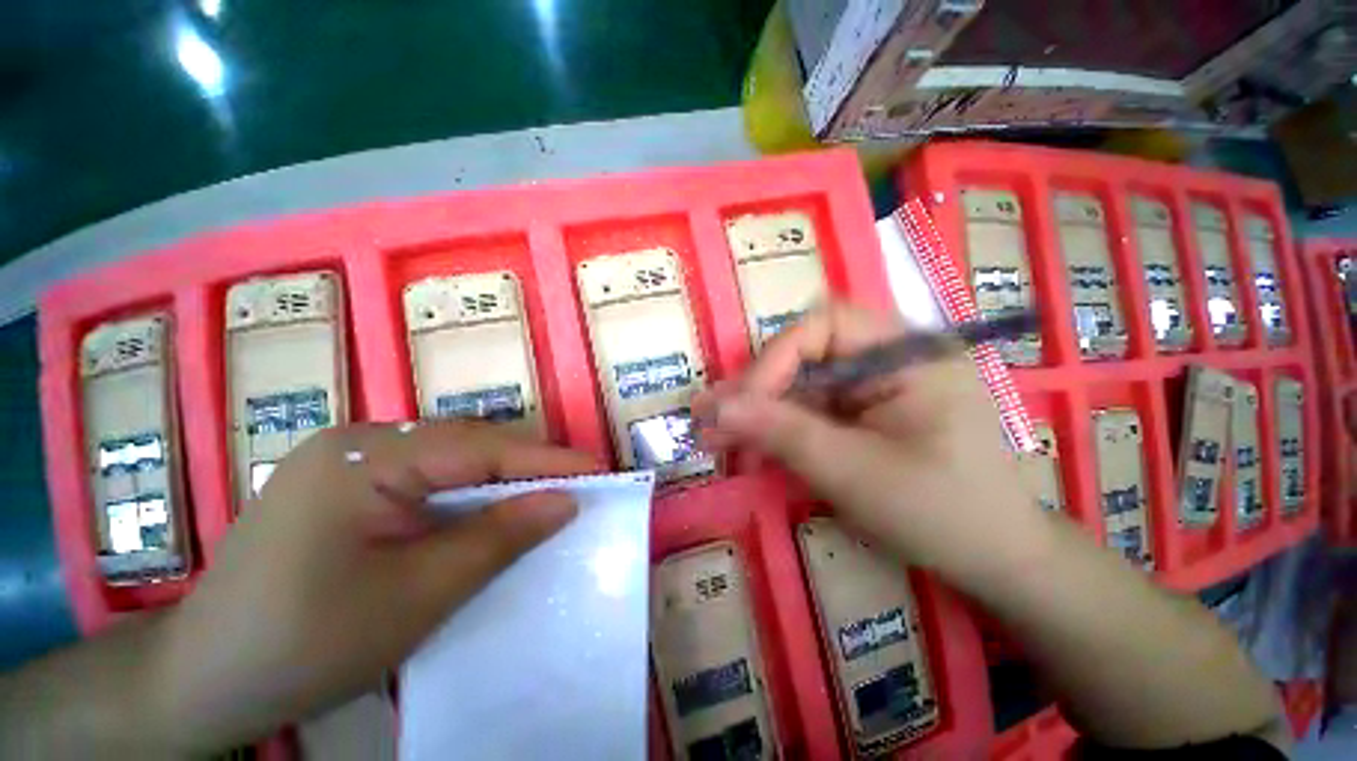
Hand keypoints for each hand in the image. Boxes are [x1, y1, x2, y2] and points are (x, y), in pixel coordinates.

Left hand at [150, 420, 597, 752]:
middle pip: (467, 446)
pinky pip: (426, 478)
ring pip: (450, 460)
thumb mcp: (417, 596)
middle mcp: (359, 441)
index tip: (599, 470)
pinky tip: (486, 514)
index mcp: (366, 456)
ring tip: (544, 498)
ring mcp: (348, 460)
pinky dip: (466, 495)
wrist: (202, 680)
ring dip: (499, 481)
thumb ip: (499, 538)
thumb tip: (566, 502)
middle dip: (526, 468)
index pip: (482, 447)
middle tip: (578, 486)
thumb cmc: (304, 644)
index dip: (547, 459)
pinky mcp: (345, 485)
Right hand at [696, 302, 1052, 585]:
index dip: (775, 358)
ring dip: (757, 412)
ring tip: (714, 437)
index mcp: (907, 353)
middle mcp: (888, 357)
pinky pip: (809, 409)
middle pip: (805, 355)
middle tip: (709, 419)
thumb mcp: (853, 472)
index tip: (741, 404)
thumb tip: (716, 408)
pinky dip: (776, 428)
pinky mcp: (861, 412)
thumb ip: (782, 433)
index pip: (825, 325)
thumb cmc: (940, 513)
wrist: (992, 561)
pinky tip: (747, 445)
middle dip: (756, 390)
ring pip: (799, 384)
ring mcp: (873, 385)